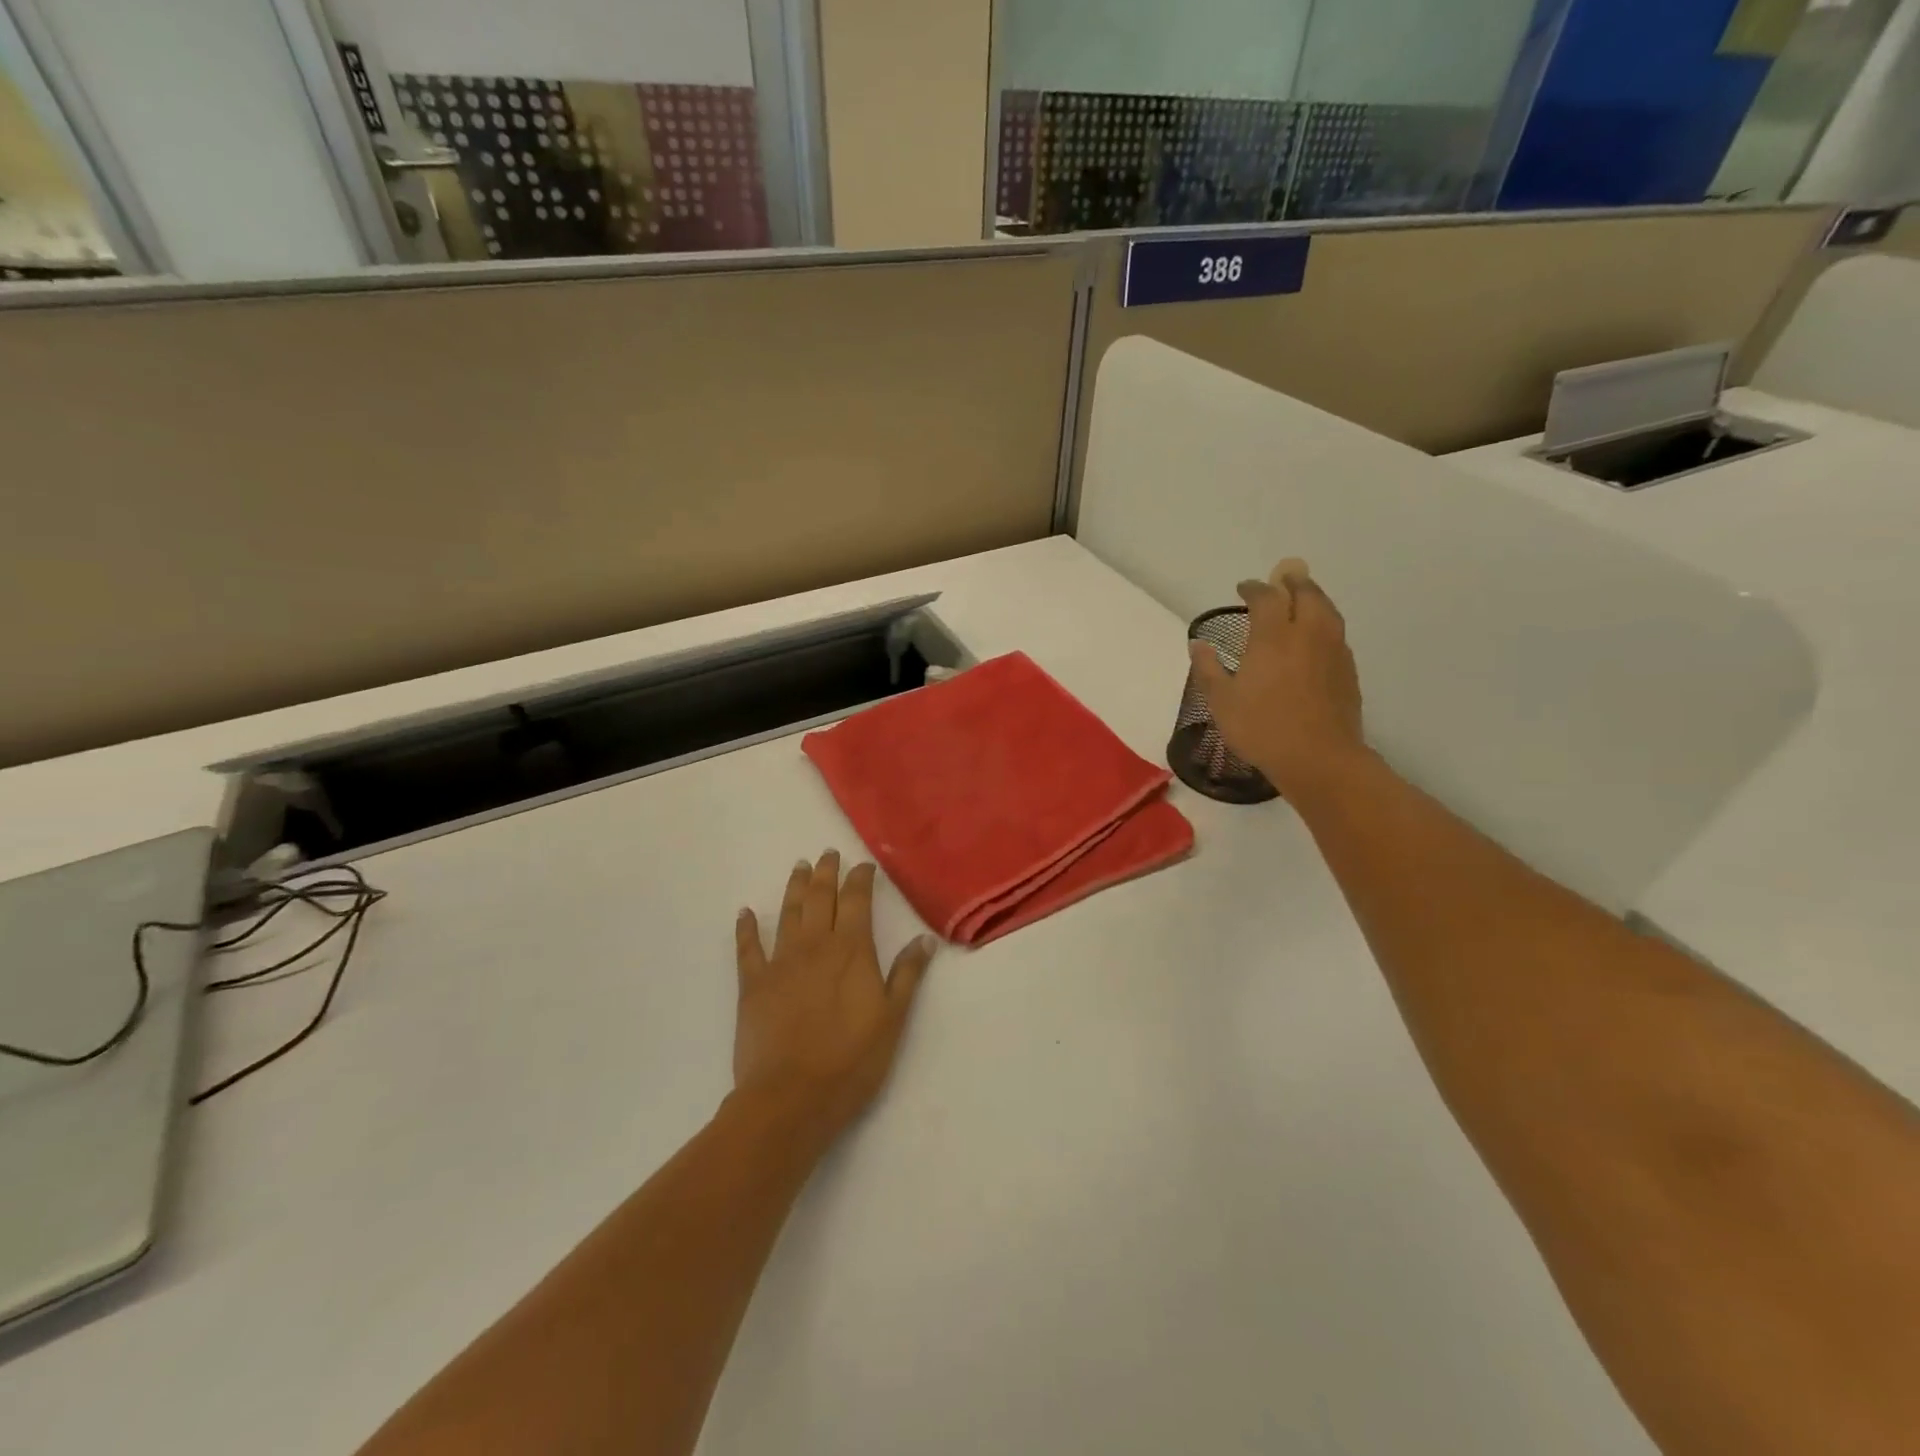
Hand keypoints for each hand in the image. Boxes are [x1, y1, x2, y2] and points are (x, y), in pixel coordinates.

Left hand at [732, 852, 936, 1152]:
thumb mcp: (893, 1019)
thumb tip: (924, 938)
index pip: (857, 901)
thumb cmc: (851, 1062)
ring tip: (799, 868)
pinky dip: (746, 928)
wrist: (791, 1098)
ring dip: (795, 887)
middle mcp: (815, 946)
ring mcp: (780, 962)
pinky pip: (747, 948)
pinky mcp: (752, 985)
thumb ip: (907, 975)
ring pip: (788, 913)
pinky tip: (745, 913)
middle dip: (826, 872)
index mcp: (851, 950)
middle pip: (820, 898)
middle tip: (828, 853)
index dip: (860, 879)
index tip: (864, 865)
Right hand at [1187, 557, 1366, 801]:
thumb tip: (1198, 644)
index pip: (1266, 597)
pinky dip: (1324, 624)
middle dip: (1292, 583)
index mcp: (1273, 636)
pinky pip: (1336, 633)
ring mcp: (1333, 650)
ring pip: (1326, 610)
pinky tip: (1315, 638)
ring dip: (1313, 598)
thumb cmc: (1262, 729)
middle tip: (1280, 580)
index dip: (1254, 588)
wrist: (1319, 758)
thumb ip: (1208, 669)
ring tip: (1302, 600)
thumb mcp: (1221, 702)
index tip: (1244, 588)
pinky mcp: (1348, 669)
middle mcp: (1307, 633)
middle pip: (1306, 593)